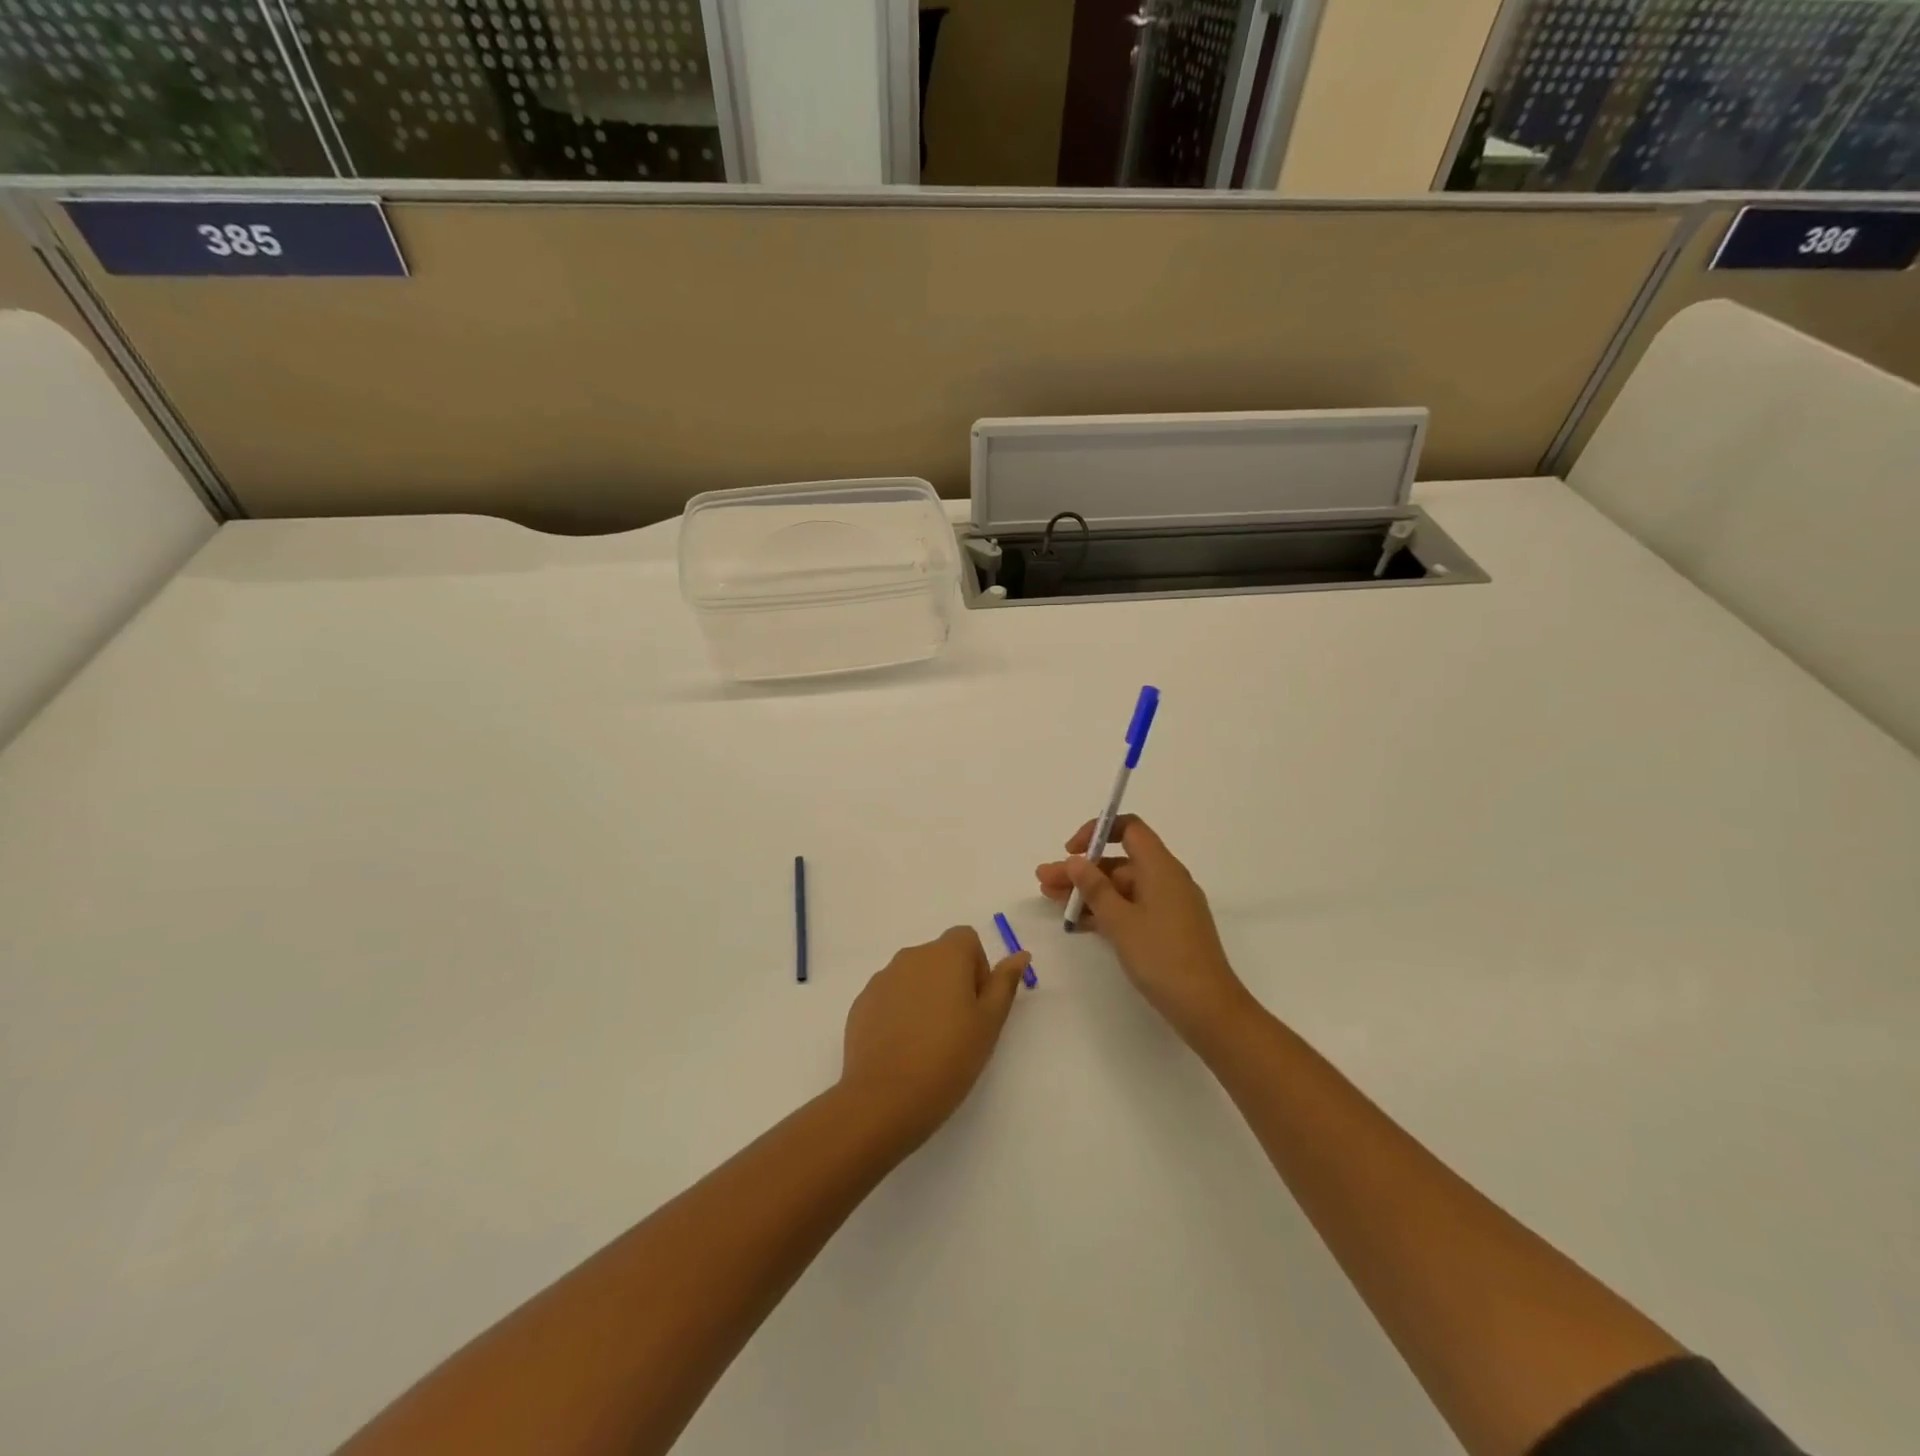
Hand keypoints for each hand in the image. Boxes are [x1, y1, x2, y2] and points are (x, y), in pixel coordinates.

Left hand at [839, 927, 1031, 1147]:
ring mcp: (881, 979)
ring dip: (925, 996)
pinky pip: (889, 996)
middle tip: (958, 1027)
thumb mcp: (989, 1023)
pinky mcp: (861, 1003)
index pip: (966, 938)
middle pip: (939, 956)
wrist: (885, 1098)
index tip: (977, 1004)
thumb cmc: (949, 1057)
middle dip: (952, 982)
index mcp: (945, 955)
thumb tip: (1020, 954)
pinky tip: (903, 1048)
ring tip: (929, 1041)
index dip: (977, 966)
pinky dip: (900, 1012)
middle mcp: (911, 957)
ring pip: (913, 977)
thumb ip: (1005, 983)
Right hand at [1036, 816, 1252, 1045]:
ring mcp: (1168, 905)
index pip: (1129, 828)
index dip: (1097, 832)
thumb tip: (1075, 860)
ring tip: (1051, 899)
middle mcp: (1166, 879)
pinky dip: (1105, 910)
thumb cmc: (1162, 956)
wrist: (1207, 1008)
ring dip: (1088, 891)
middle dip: (1080, 869)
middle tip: (1045, 881)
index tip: (1070, 851)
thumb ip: (1094, 888)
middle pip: (1118, 861)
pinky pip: (1131, 908)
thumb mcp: (1120, 921)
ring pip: (1121, 887)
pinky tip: (1078, 921)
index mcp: (1160, 867)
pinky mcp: (1167, 929)